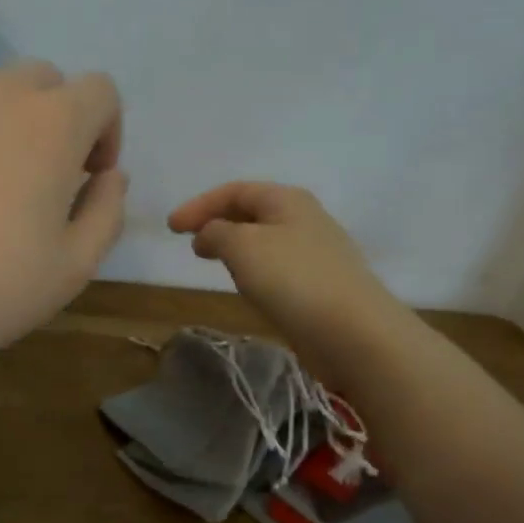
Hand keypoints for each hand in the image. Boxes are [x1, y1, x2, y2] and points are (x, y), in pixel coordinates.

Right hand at [168, 181, 410, 385]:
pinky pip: (276, 264)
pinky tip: (245, 284)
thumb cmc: (292, 279)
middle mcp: (304, 218)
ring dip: (233, 245)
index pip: (234, 191)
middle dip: (216, 222)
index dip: (199, 205)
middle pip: (251, 211)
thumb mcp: (242, 246)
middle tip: (189, 242)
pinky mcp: (319, 284)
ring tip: (211, 260)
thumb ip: (216, 232)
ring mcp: (316, 252)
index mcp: (287, 200)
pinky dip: (251, 266)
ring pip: (264, 239)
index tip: (170, 228)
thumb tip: (210, 234)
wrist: (352, 331)